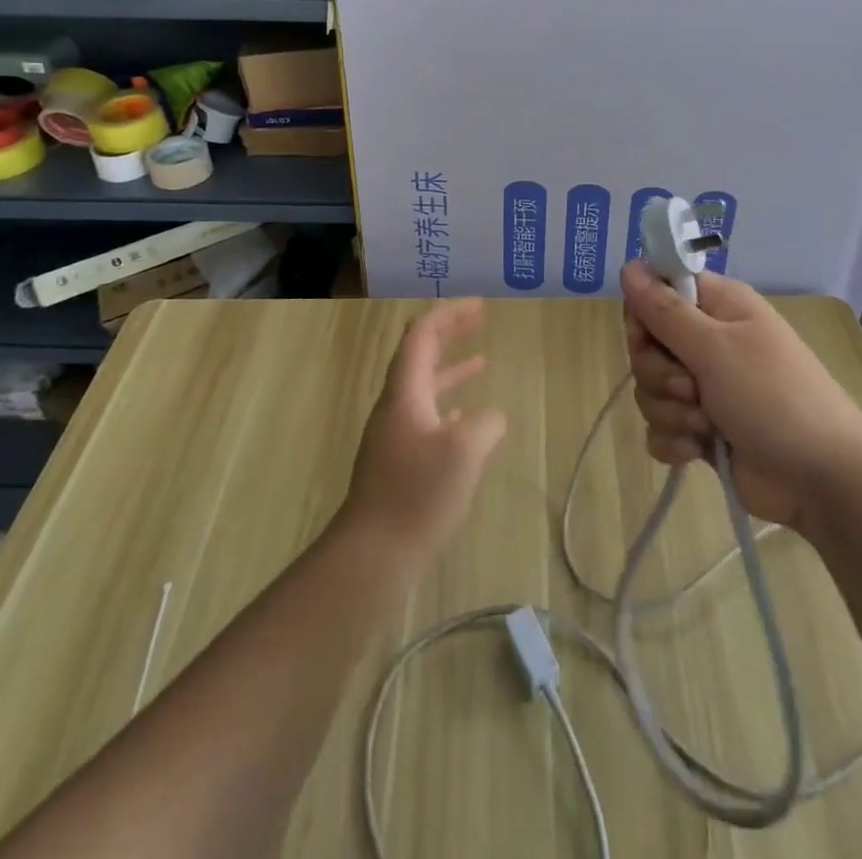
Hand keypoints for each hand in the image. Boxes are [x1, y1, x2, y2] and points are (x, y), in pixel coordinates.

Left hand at [342, 298, 507, 568]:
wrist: (372, 555)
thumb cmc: (417, 494)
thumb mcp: (465, 451)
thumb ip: (485, 423)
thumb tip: (490, 418)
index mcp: (405, 393)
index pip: (422, 335)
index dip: (450, 314)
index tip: (479, 306)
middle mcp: (396, 407)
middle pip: (419, 355)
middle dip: (449, 332)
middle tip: (479, 318)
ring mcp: (394, 436)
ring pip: (424, 388)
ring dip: (451, 369)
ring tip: (480, 361)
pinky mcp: (398, 463)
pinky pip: (426, 417)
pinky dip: (448, 405)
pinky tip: (466, 419)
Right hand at [622, 261, 861, 535]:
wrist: (821, 478)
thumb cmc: (773, 396)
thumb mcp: (716, 347)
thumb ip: (664, 309)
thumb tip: (628, 265)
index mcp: (717, 307)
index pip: (657, 291)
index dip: (643, 314)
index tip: (648, 335)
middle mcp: (708, 341)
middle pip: (646, 345)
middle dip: (658, 373)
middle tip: (692, 387)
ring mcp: (704, 388)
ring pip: (650, 389)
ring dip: (671, 411)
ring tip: (706, 425)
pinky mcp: (701, 430)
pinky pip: (661, 428)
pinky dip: (675, 441)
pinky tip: (699, 450)